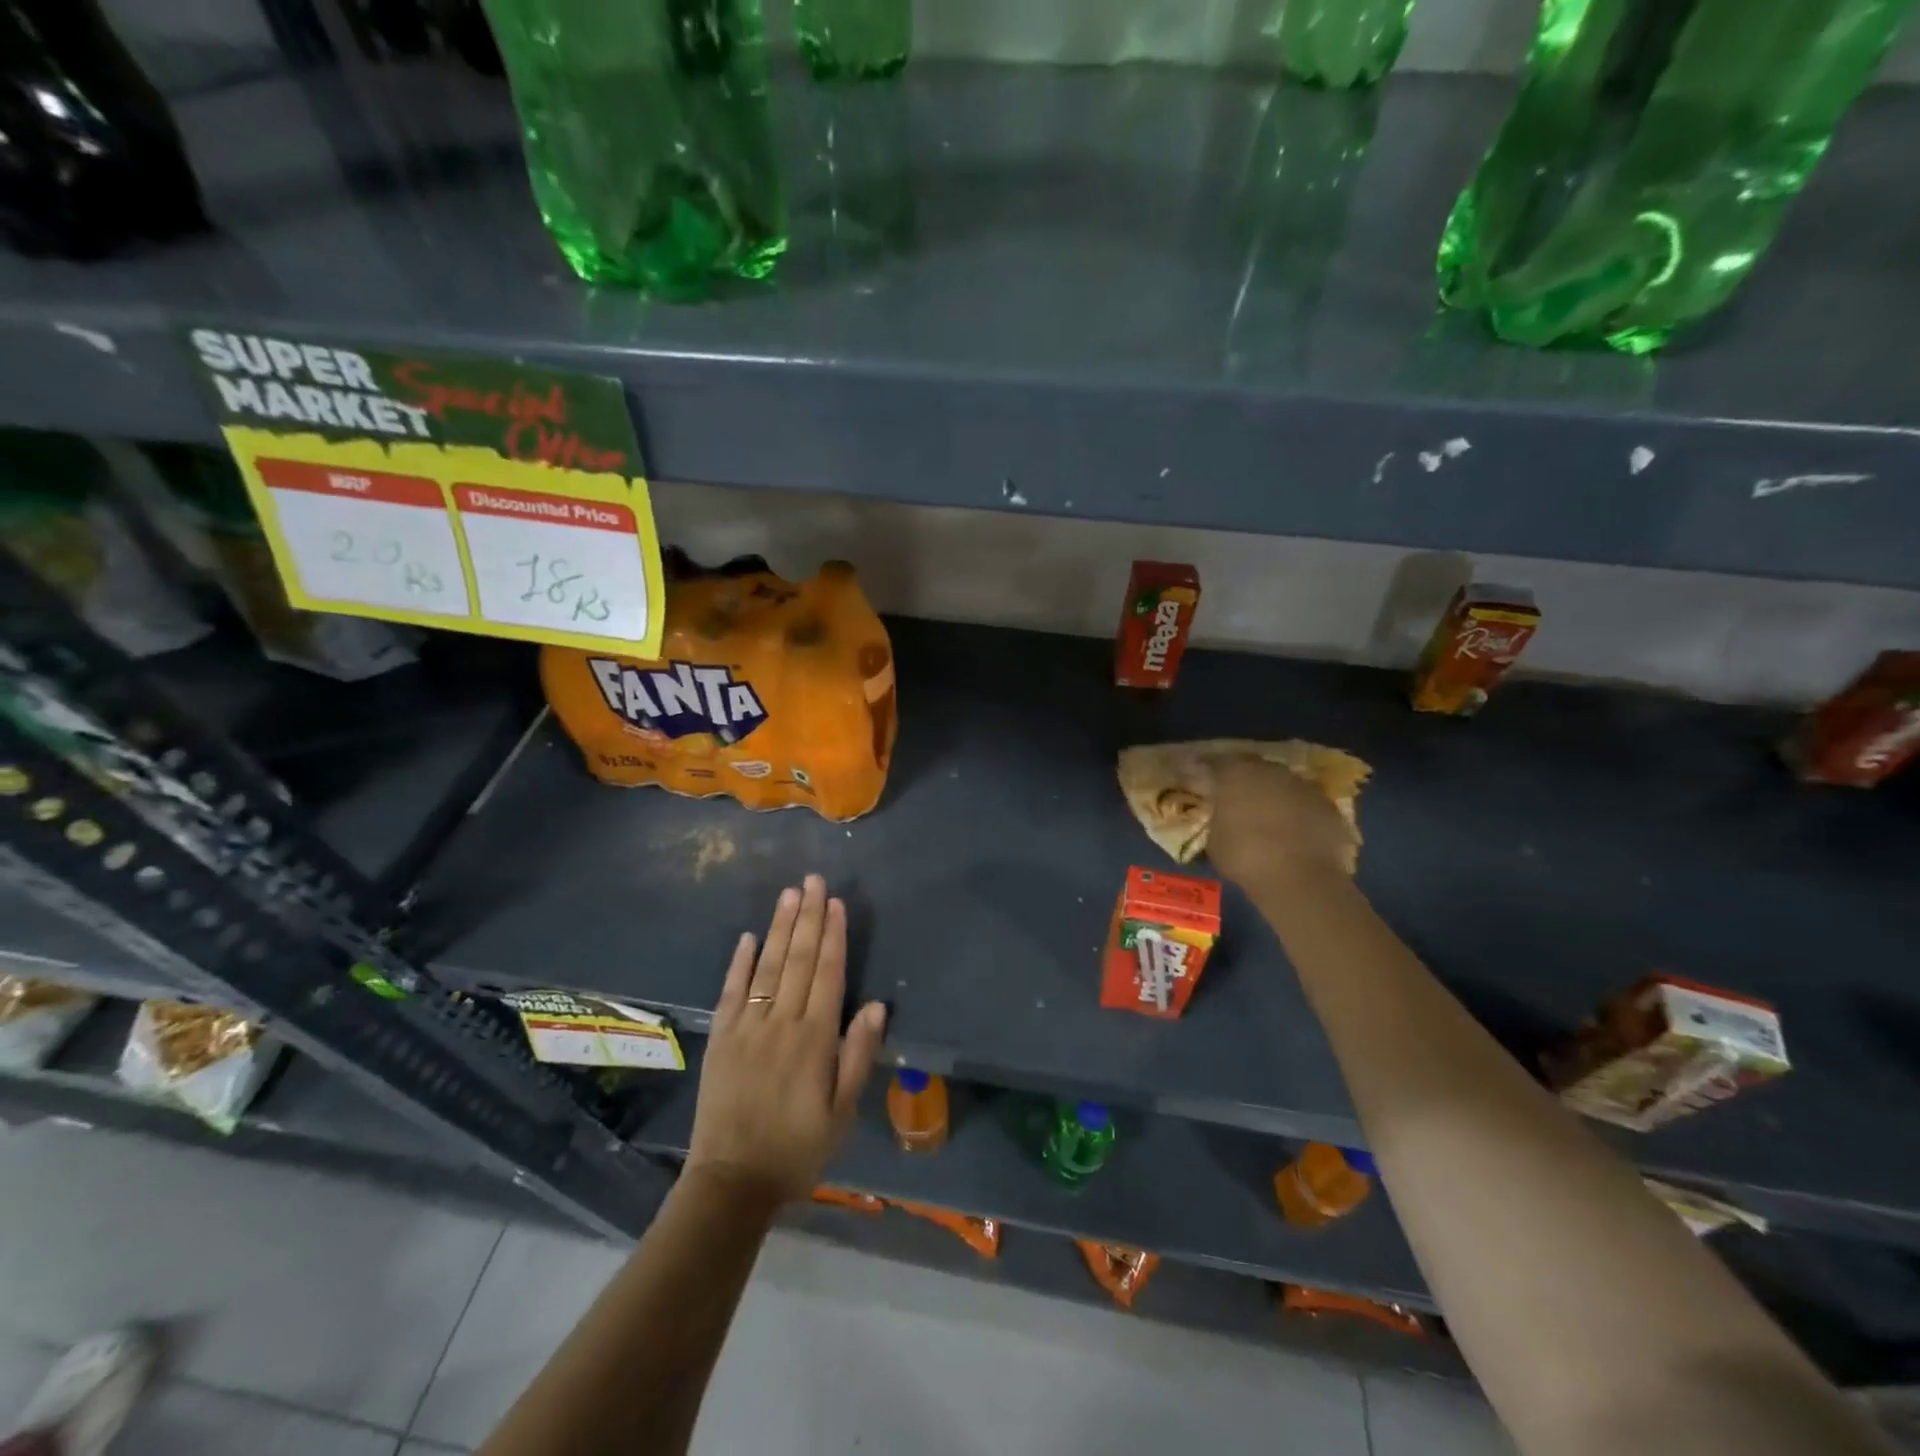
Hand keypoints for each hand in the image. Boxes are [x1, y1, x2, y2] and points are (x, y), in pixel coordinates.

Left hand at [686, 875, 887, 1208]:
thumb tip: (876, 1005)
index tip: (835, 902)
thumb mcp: (842, 1112)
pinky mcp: (722, 1039)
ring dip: (779, 928)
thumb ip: (858, 1055)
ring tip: (788, 895)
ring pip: (767, 967)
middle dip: (807, 918)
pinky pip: (731, 993)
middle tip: (812, 880)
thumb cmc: (798, 1148)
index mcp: (815, 1039)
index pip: (827, 974)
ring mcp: (747, 1028)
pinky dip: (739, 963)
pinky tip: (747, 937)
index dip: (833, 936)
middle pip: (798, 960)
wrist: (733, 1182)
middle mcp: (781, 1023)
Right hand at [1204, 754, 1356, 887]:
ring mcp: (1303, 786)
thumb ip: (1217, 819)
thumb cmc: (1245, 857)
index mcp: (1235, 774)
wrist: (1300, 879)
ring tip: (1266, 816)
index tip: (1198, 776)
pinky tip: (1293, 832)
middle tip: (1235, 797)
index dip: (1205, 769)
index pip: (1214, 762)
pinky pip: (1305, 803)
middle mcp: (1270, 771)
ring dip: (1272, 795)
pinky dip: (1297, 812)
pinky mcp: (1328, 806)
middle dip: (1242, 780)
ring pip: (1281, 784)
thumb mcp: (1215, 840)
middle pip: (1252, 767)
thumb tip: (1221, 816)